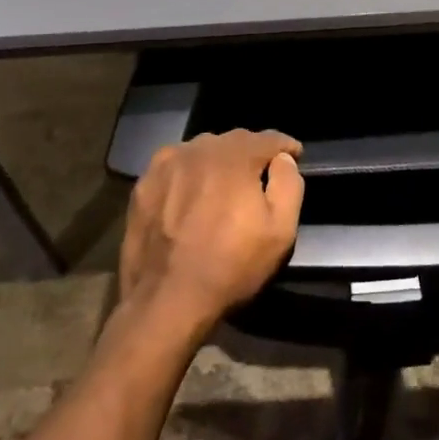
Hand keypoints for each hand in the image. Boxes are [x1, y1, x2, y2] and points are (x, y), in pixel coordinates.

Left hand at [119, 129, 304, 334]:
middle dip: (251, 154)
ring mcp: (168, 163)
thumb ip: (289, 184)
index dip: (285, 147)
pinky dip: (188, 174)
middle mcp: (201, 148)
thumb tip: (282, 159)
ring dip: (218, 163)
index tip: (294, 156)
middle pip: (235, 141)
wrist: (166, 301)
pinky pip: (176, 166)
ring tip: (223, 187)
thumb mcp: (281, 231)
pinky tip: (189, 197)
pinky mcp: (144, 183)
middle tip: (258, 177)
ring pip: (203, 151)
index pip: (269, 138)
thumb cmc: (231, 266)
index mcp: (236, 156)